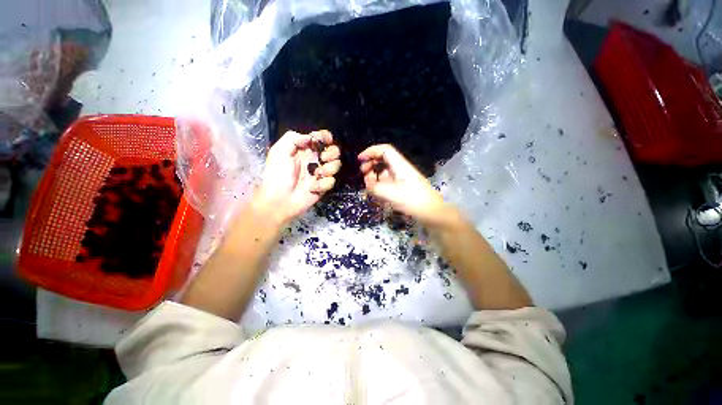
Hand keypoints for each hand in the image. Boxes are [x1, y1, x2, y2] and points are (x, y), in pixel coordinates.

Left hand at [257, 130, 340, 223]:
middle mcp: (314, 159)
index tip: (326, 140)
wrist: (280, 199)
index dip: (326, 137)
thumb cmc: (277, 174)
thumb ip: (293, 138)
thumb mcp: (279, 151)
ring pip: (336, 165)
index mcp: (304, 149)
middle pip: (333, 151)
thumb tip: (310, 138)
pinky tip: (313, 188)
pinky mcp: (323, 186)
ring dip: (329, 168)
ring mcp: (320, 173)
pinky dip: (323, 184)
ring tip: (317, 174)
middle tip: (323, 158)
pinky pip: (331, 181)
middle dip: (332, 153)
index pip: (320, 139)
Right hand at [359, 144, 448, 225]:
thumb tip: (368, 185)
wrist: (431, 212)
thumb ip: (374, 187)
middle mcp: (400, 169)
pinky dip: (381, 186)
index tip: (359, 160)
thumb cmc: (411, 199)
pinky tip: (378, 196)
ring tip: (370, 188)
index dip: (370, 152)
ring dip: (375, 178)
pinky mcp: (403, 188)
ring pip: (384, 172)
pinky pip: (388, 183)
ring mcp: (402, 179)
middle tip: (363, 174)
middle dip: (370, 165)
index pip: (384, 150)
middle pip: (383, 160)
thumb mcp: (389, 193)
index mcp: (399, 165)